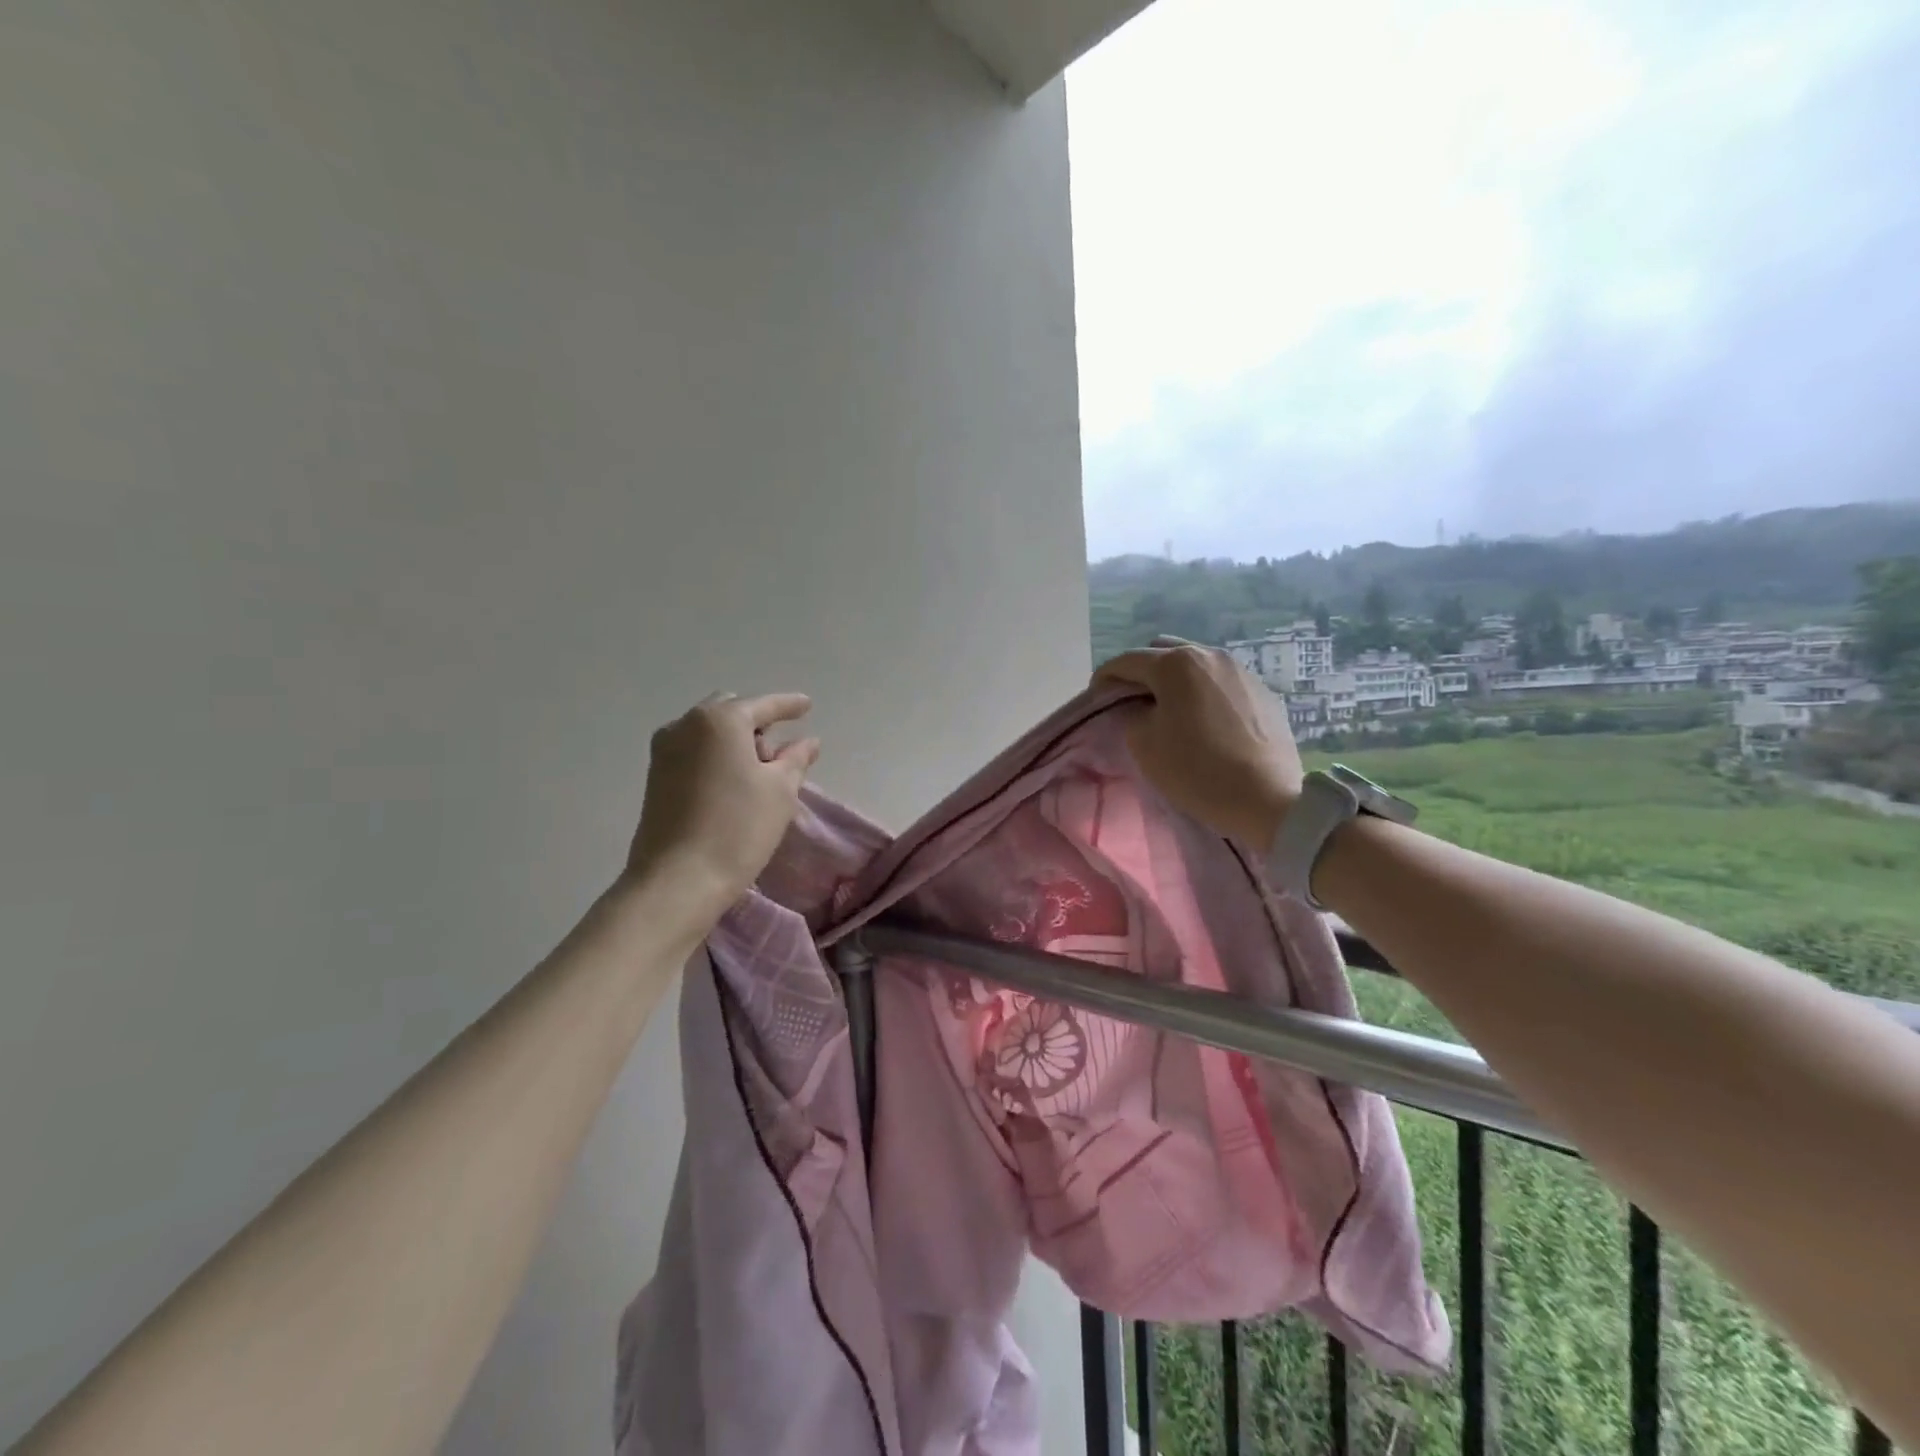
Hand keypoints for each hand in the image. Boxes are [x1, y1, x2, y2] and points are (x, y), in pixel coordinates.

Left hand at [624, 692, 820, 914]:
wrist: (677, 881)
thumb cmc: (738, 829)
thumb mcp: (780, 791)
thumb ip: (795, 758)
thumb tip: (807, 741)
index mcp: (720, 720)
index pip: (763, 706)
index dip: (789, 705)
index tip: (807, 705)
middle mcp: (685, 724)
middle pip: (730, 712)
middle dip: (757, 724)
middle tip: (779, 754)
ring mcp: (664, 751)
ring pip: (709, 732)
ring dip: (735, 742)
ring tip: (758, 774)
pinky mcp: (655, 777)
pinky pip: (694, 751)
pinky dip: (716, 757)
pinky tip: (732, 784)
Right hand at [1093, 637, 1302, 847]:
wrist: (1267, 799)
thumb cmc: (1197, 769)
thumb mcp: (1144, 744)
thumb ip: (1132, 715)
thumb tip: (1141, 708)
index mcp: (1176, 664)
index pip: (1127, 660)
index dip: (1105, 676)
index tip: (1095, 696)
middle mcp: (1210, 655)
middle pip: (1164, 652)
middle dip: (1142, 672)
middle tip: (1131, 701)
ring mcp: (1242, 671)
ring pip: (1196, 665)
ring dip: (1175, 681)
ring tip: (1169, 709)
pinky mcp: (1264, 692)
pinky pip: (1221, 683)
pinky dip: (1204, 693)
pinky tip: (1204, 721)